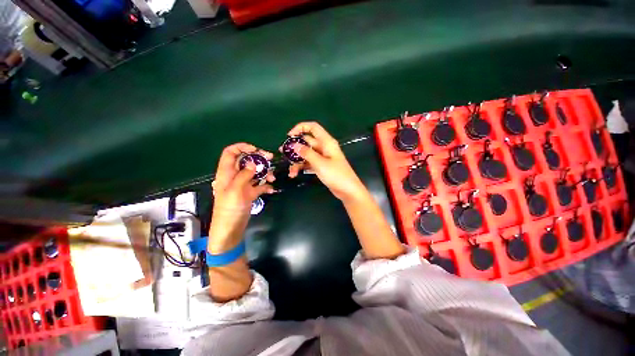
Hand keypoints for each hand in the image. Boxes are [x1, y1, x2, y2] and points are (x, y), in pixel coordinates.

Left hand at [209, 143, 274, 251]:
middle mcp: (235, 176)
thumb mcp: (235, 190)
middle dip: (258, 158)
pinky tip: (271, 189)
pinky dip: (266, 185)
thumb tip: (254, 162)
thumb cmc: (229, 209)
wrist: (230, 229)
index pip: (231, 152)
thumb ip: (244, 175)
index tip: (256, 150)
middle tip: (270, 159)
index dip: (242, 147)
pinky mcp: (250, 192)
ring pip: (255, 172)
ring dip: (264, 172)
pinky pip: (259, 185)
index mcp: (226, 172)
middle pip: (246, 160)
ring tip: (272, 178)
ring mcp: (243, 184)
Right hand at [284, 122, 365, 200]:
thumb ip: (306, 153)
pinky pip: (309, 163)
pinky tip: (294, 174)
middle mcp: (324, 147)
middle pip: (307, 142)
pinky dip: (302, 167)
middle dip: (295, 147)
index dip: (300, 128)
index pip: (313, 127)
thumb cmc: (336, 175)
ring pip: (306, 154)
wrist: (348, 190)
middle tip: (283, 153)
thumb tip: (294, 145)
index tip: (289, 136)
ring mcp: (322, 157)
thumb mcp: (320, 163)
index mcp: (326, 142)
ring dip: (297, 160)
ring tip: (290, 170)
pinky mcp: (321, 166)